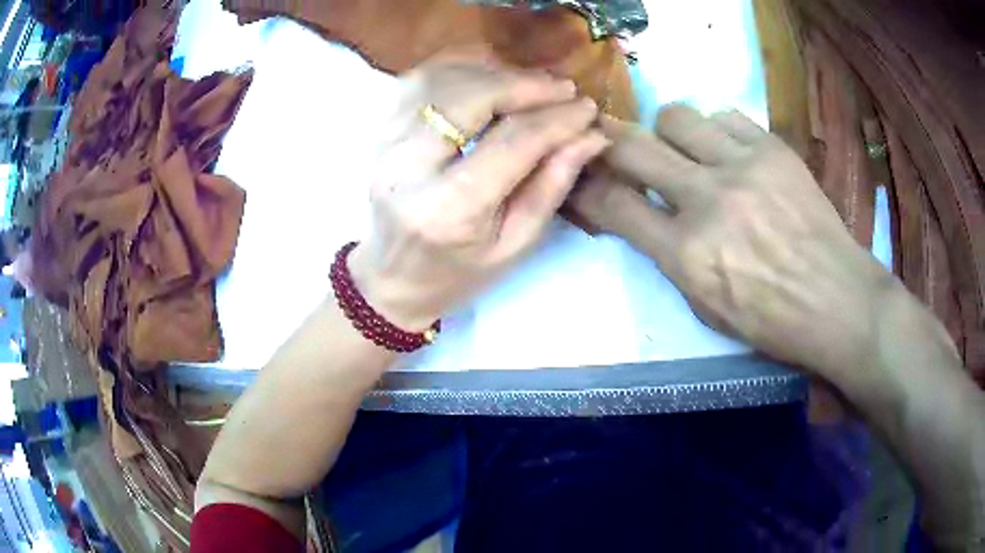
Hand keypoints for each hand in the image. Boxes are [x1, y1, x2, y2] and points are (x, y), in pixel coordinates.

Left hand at [349, 55, 608, 329]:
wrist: (390, 278)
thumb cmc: (457, 274)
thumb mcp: (515, 245)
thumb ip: (551, 186)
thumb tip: (590, 136)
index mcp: (448, 209)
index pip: (512, 142)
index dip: (556, 119)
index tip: (588, 109)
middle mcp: (408, 167)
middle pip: (472, 97)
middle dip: (525, 85)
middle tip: (563, 89)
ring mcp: (386, 143)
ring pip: (443, 79)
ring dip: (494, 73)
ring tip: (531, 86)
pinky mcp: (380, 131)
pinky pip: (420, 80)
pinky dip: (460, 69)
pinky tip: (489, 79)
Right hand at [569, 104, 895, 385]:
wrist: (838, 301)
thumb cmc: (772, 321)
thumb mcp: (706, 308)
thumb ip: (670, 257)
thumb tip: (644, 215)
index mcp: (687, 255)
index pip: (614, 204)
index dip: (588, 186)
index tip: (582, 176)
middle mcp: (707, 200)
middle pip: (632, 146)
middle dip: (611, 143)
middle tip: (614, 145)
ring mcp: (743, 166)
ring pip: (674, 116)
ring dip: (668, 133)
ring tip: (686, 150)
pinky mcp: (773, 148)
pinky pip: (725, 117)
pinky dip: (717, 132)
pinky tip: (730, 153)